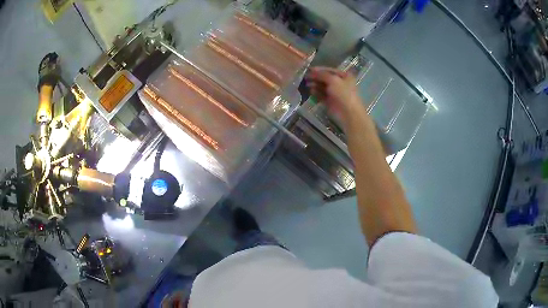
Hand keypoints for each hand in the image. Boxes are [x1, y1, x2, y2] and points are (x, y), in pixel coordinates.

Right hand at [306, 67, 363, 121]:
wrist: (348, 113)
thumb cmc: (343, 93)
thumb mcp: (333, 80)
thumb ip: (322, 74)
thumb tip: (312, 71)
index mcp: (344, 76)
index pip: (330, 70)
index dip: (319, 69)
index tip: (309, 69)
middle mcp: (340, 83)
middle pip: (325, 78)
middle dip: (316, 77)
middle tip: (306, 77)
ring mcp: (335, 93)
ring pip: (323, 87)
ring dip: (315, 85)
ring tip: (307, 84)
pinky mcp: (330, 101)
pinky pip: (322, 95)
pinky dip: (316, 93)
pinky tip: (310, 91)